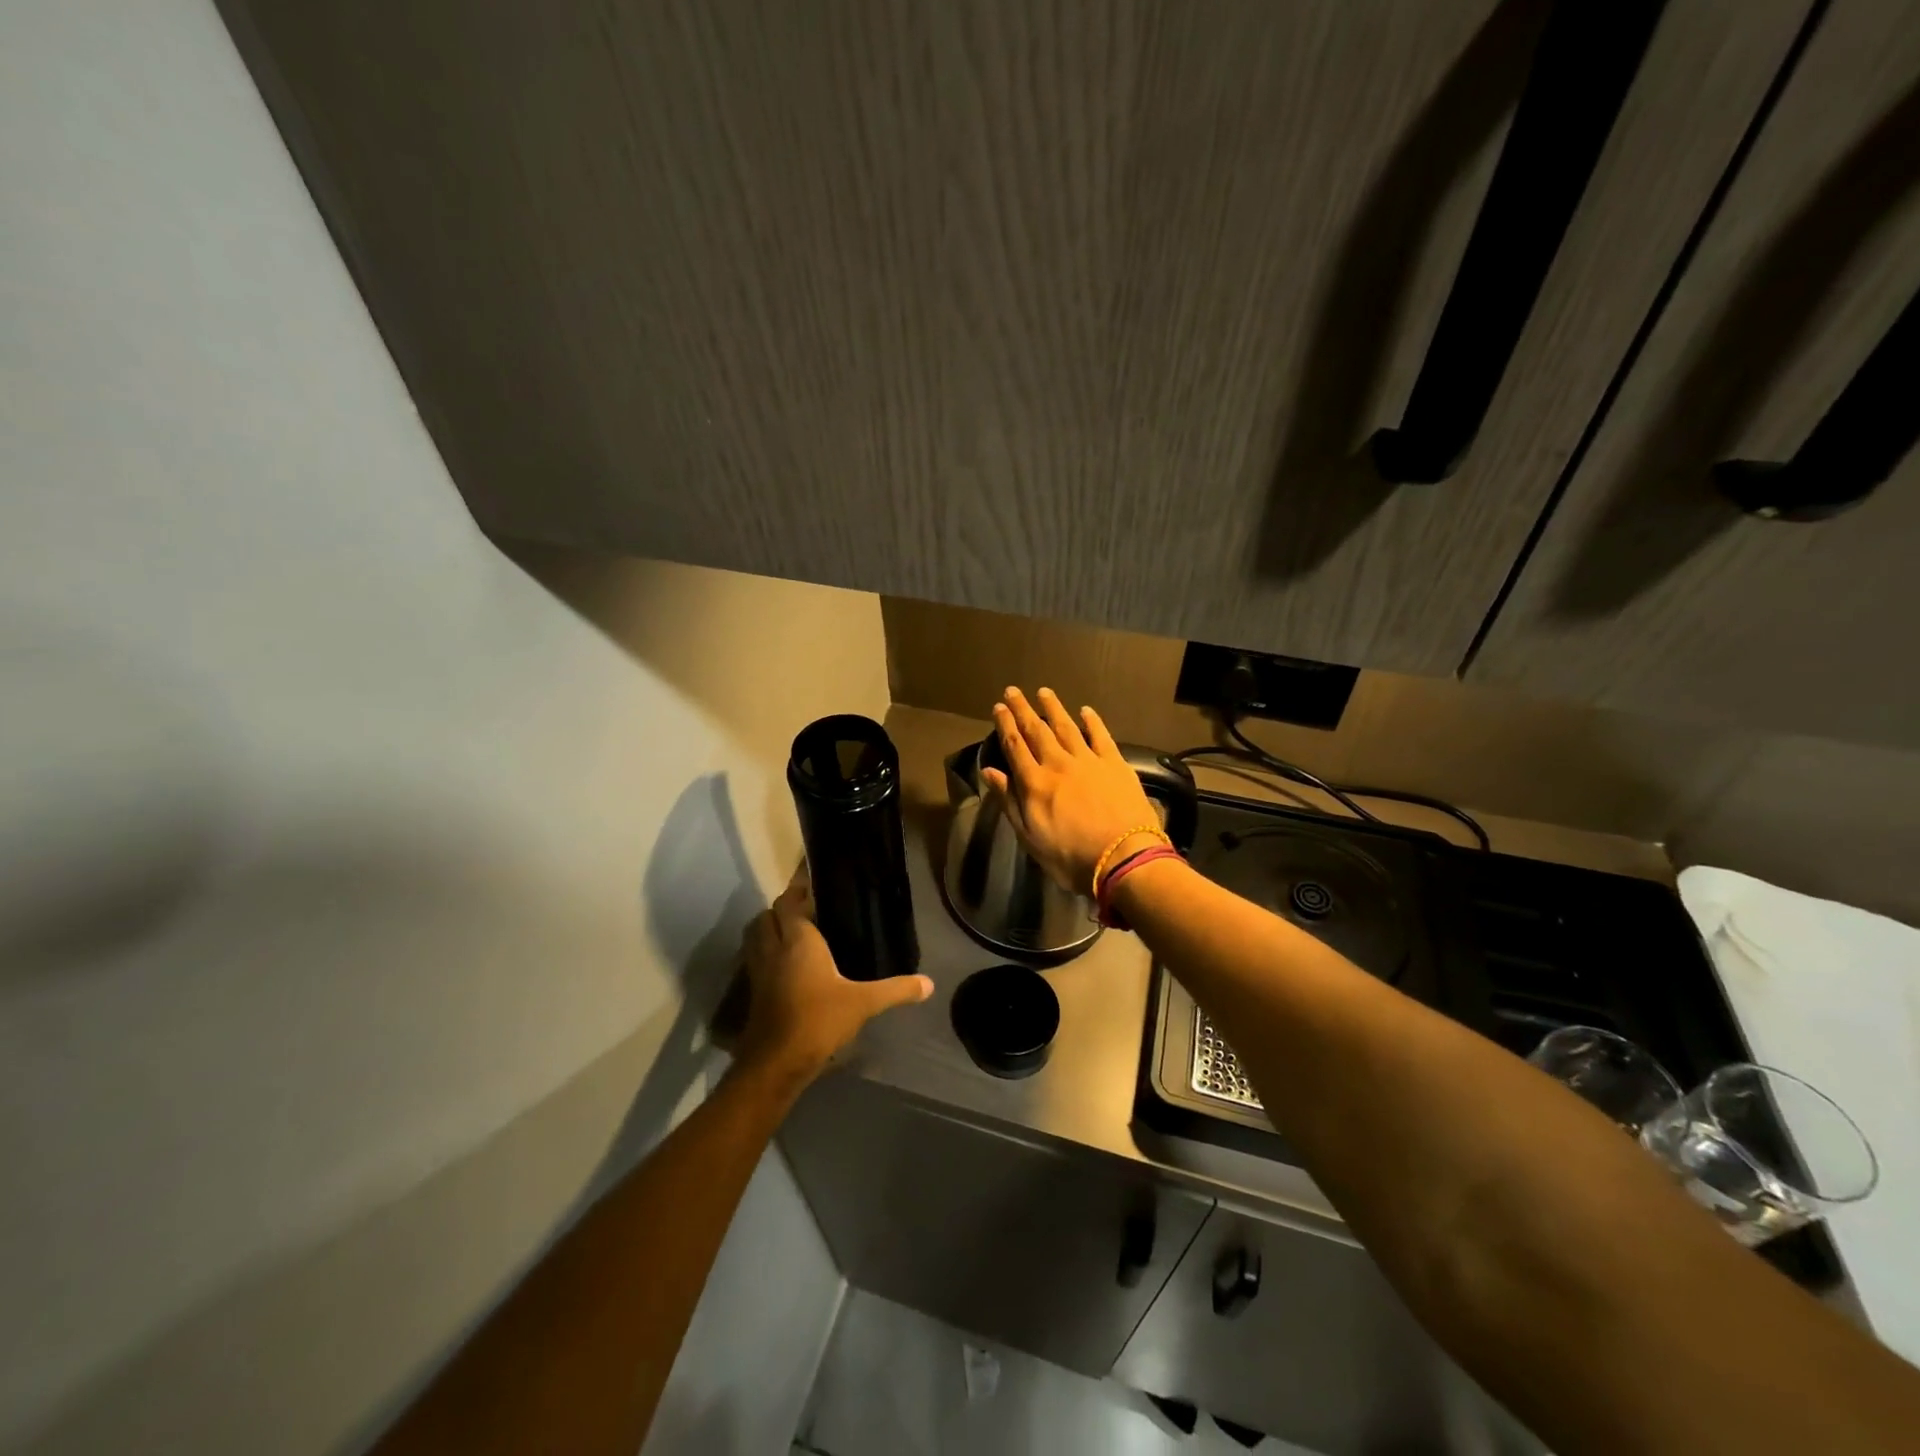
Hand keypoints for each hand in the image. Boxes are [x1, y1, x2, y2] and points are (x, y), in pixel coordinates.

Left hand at [733, 868, 932, 1087]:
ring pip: (756, 936)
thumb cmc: (818, 1020)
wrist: (776, 1062)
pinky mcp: (754, 991)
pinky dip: (766, 952)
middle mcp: (774, 948)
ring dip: (770, 928)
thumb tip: (929, 984)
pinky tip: (787, 965)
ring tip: (795, 932)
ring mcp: (759, 970)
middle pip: (768, 915)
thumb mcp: (863, 1003)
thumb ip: (896, 989)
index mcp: (798, 940)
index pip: (789, 902)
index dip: (798, 889)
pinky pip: (756, 959)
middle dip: (783, 908)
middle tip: (808, 908)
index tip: (812, 881)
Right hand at [983, 686, 1163, 896]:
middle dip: (1023, 710)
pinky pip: (1101, 736)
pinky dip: (1092, 721)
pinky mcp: (1115, 764)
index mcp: (1035, 783)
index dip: (1005, 725)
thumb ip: (1009, 801)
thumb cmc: (1071, 857)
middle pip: (1037, 731)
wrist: (1123, 858)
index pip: (1015, 747)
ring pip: (1067, 727)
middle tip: (1014, 691)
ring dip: (1054, 708)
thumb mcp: (1030, 837)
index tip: (999, 707)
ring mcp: (1088, 761)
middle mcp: (1058, 764)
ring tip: (1044, 692)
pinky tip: (1085, 710)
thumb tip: (988, 771)